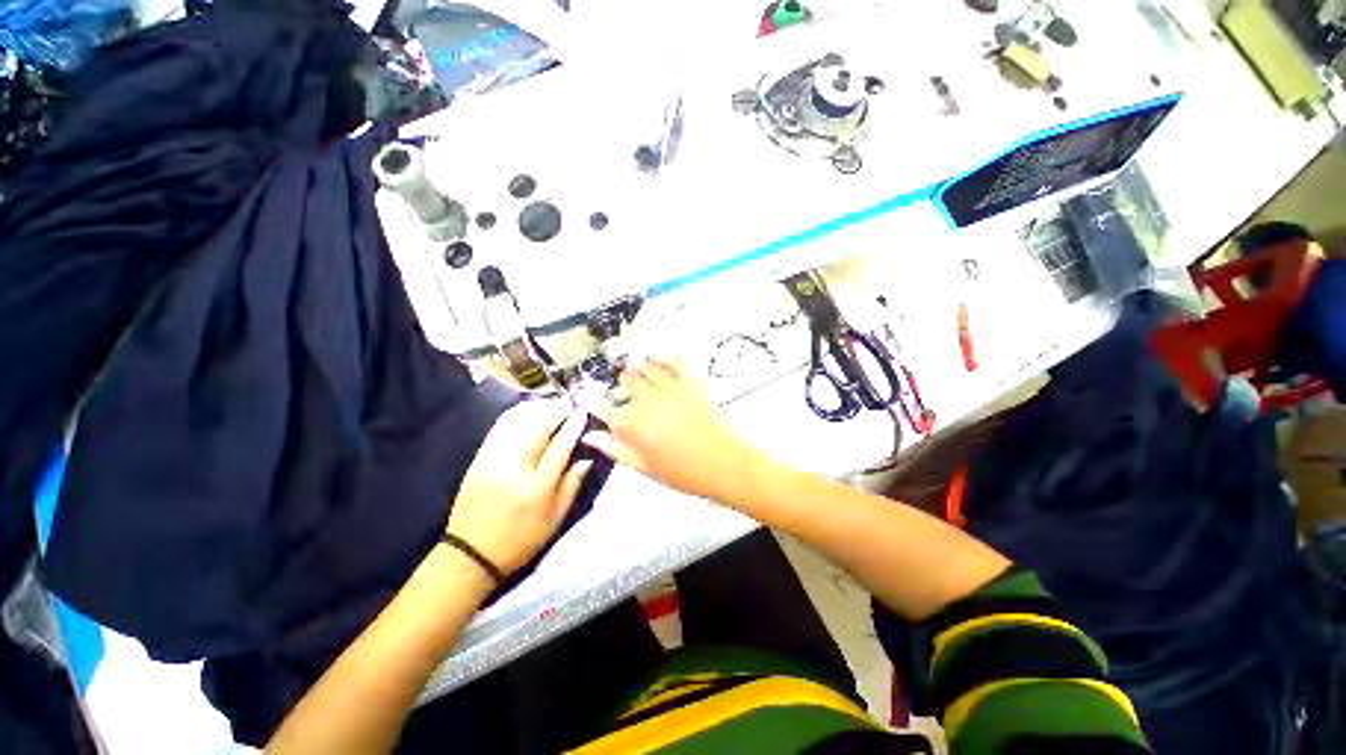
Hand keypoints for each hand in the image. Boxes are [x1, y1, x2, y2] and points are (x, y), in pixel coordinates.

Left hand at [446, 400, 592, 576]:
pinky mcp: (478, 459)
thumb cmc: (520, 540)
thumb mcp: (555, 519)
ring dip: (536, 410)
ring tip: (550, 407)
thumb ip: (572, 486)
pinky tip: (526, 413)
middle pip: (537, 428)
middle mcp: (514, 469)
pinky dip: (515, 415)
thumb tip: (586, 459)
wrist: (471, 553)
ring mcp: (492, 461)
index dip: (573, 427)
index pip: (560, 447)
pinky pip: (499, 428)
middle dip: (555, 412)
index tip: (583, 413)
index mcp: (537, 488)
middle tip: (568, 407)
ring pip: (517, 423)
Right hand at [583, 360, 763, 506]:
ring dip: (639, 369)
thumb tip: (590, 436)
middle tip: (626, 392)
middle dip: (623, 385)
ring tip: (639, 375)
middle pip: (626, 381)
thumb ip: (615, 449)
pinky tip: (658, 360)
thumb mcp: (643, 467)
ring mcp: (670, 388)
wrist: (724, 465)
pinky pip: (674, 361)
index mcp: (633, 425)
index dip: (603, 407)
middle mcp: (647, 401)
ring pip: (646, 367)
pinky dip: (664, 356)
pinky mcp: (691, 382)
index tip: (605, 408)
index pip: (607, 408)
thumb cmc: (683, 472)